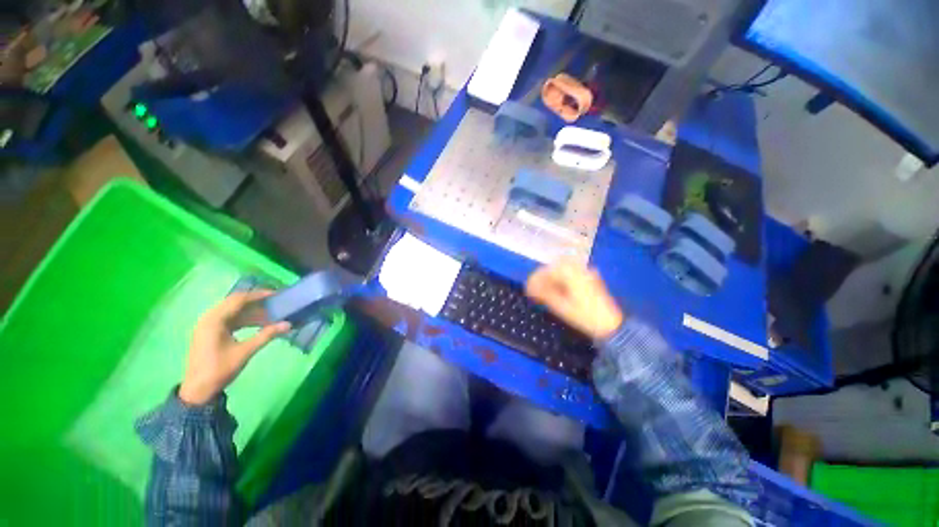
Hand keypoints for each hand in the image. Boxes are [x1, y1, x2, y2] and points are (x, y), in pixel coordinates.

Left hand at [179, 290, 291, 405]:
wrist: (198, 390)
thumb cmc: (220, 369)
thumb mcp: (245, 352)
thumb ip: (266, 335)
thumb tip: (288, 324)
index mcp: (214, 320)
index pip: (238, 300)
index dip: (258, 295)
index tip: (276, 294)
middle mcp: (209, 319)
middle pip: (234, 302)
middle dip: (255, 301)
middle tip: (274, 302)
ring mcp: (208, 326)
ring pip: (232, 311)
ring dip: (251, 311)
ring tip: (270, 313)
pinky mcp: (210, 333)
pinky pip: (229, 319)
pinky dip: (244, 319)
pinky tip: (258, 323)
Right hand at [525, 260, 623, 339]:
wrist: (611, 325)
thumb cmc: (585, 317)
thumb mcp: (561, 307)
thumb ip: (544, 294)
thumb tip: (530, 287)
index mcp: (571, 274)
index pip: (548, 271)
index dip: (535, 279)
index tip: (528, 288)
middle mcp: (579, 269)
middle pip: (555, 266)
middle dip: (543, 275)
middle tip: (535, 288)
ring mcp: (586, 272)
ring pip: (563, 267)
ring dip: (552, 276)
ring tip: (545, 288)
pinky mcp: (590, 278)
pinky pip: (571, 272)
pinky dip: (561, 277)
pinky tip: (559, 288)